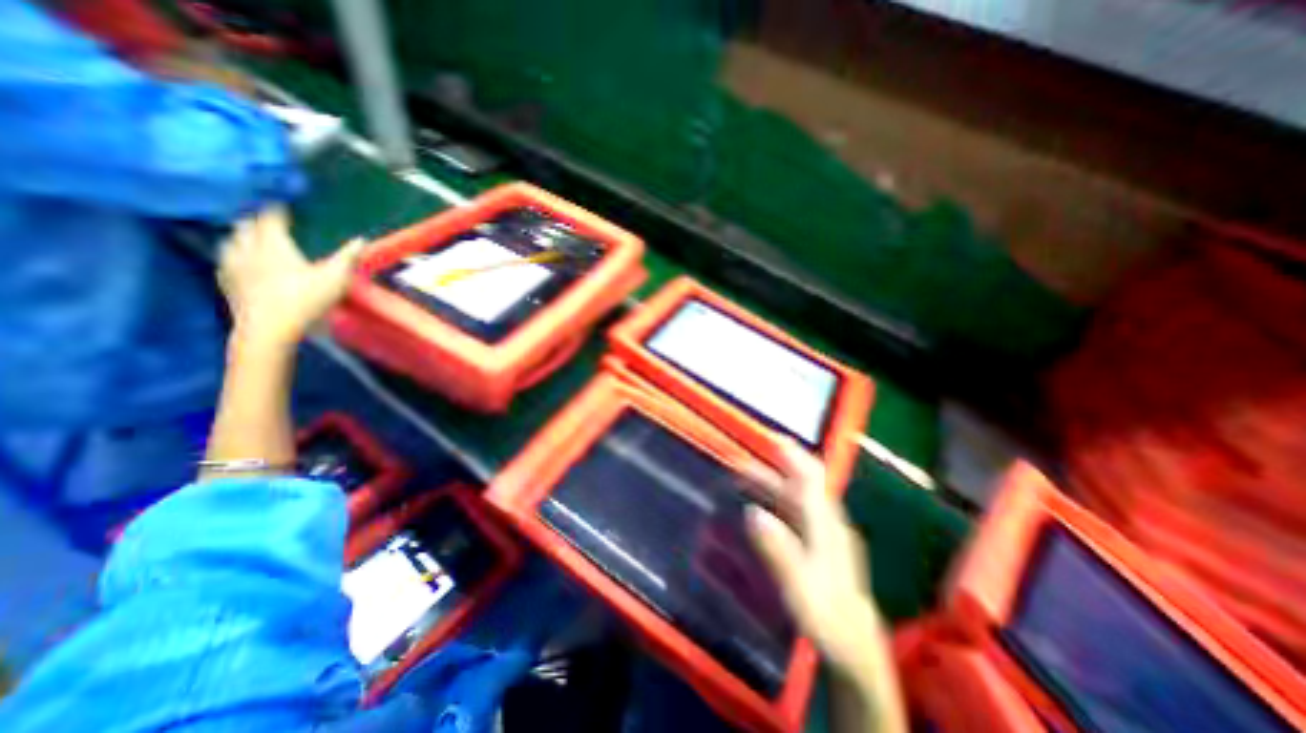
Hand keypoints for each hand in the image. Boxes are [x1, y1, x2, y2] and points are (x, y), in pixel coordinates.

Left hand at [219, 205, 361, 348]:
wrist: (270, 327)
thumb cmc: (306, 299)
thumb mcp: (336, 278)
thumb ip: (348, 257)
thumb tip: (362, 239)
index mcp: (274, 245)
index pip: (270, 219)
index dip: (276, 211)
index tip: (282, 206)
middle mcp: (249, 250)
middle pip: (246, 227)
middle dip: (256, 221)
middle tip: (266, 220)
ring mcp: (234, 267)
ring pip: (231, 242)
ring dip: (240, 236)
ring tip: (249, 236)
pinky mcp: (228, 284)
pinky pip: (225, 262)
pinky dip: (232, 256)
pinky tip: (237, 261)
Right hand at [746, 441, 885, 675]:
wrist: (855, 647)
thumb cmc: (828, 615)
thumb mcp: (799, 586)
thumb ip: (778, 548)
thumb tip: (753, 512)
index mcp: (825, 524)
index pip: (811, 477)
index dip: (793, 454)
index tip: (771, 438)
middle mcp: (826, 521)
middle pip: (799, 484)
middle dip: (771, 469)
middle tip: (739, 464)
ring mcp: (823, 532)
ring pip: (795, 498)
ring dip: (770, 485)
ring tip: (741, 480)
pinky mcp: (818, 544)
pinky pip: (794, 512)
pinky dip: (775, 502)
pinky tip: (758, 508)